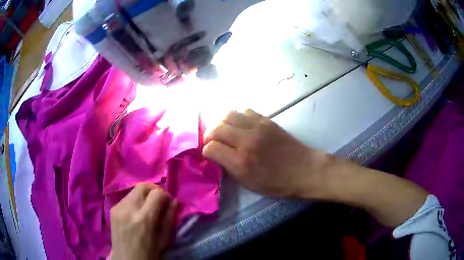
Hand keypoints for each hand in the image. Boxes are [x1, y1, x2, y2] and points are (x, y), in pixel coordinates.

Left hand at [110, 183, 177, 259]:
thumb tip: (173, 201)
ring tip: (147, 208)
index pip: (157, 193)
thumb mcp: (165, 240)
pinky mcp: (112, 209)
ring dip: (144, 195)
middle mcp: (129, 209)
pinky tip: (137, 213)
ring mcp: (118, 208)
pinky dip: (135, 201)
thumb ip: (169, 218)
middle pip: (142, 186)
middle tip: (159, 201)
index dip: (165, 195)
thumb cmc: (150, 254)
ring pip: (134, 191)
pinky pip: (126, 198)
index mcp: (144, 219)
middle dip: (154, 190)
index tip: (169, 203)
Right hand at [203, 109, 331, 197]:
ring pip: (228, 114)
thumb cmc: (277, 183)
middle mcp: (246, 141)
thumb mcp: (249, 184)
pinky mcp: (266, 120)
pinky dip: (237, 116)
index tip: (209, 154)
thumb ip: (229, 168)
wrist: (304, 170)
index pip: (211, 148)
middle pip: (217, 128)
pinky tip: (239, 124)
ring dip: (221, 122)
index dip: (206, 151)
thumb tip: (216, 156)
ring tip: (223, 130)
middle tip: (211, 141)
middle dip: (209, 135)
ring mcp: (257, 127)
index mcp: (241, 162)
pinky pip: (244, 110)